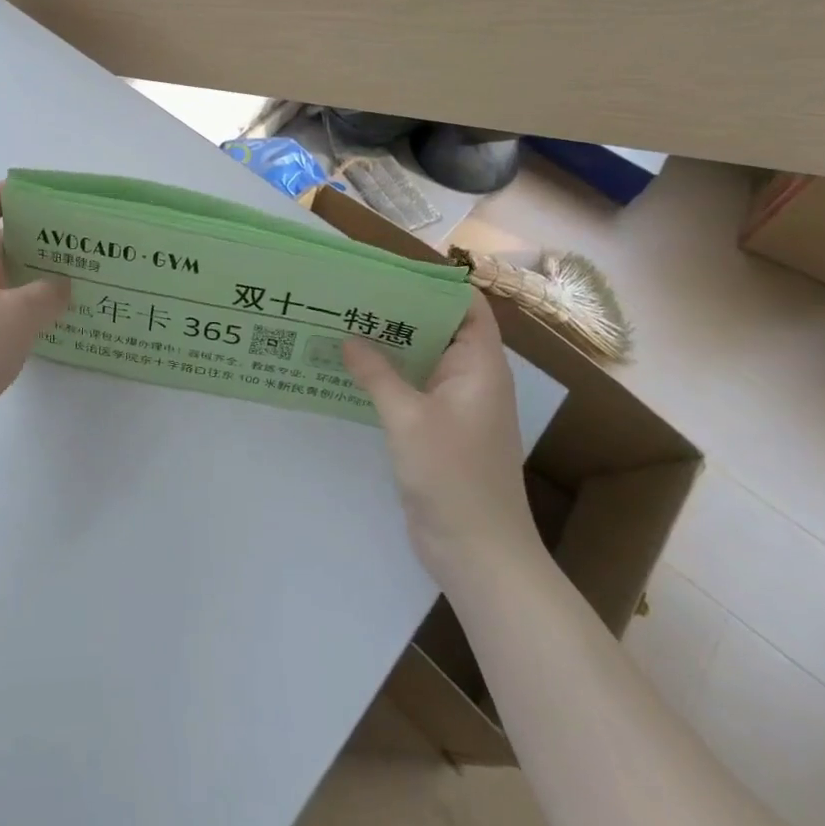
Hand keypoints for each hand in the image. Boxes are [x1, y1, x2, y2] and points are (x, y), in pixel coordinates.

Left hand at [0, 183, 71, 464]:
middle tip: (84, 246)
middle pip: (3, 241)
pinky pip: (8, 318)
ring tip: (84, 283)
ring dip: (41, 280)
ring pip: (9, 282)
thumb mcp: (18, 313)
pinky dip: (33, 316)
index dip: (12, 191)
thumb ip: (48, 294)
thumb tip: (62, 285)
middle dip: (42, 238)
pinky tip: (62, 325)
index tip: (51, 202)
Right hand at [344, 294, 536, 582]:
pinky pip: (414, 388)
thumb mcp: (407, 418)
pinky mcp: (439, 429)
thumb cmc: (452, 477)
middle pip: (440, 328)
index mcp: (480, 366)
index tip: (389, 272)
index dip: (435, 284)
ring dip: (390, 345)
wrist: (477, 553)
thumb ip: (377, 373)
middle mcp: (472, 378)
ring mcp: (456, 405)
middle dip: (400, 310)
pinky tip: (352, 371)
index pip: (467, 306)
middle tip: (353, 295)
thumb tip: (348, 337)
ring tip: (344, 324)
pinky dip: (388, 376)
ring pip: (424, 359)